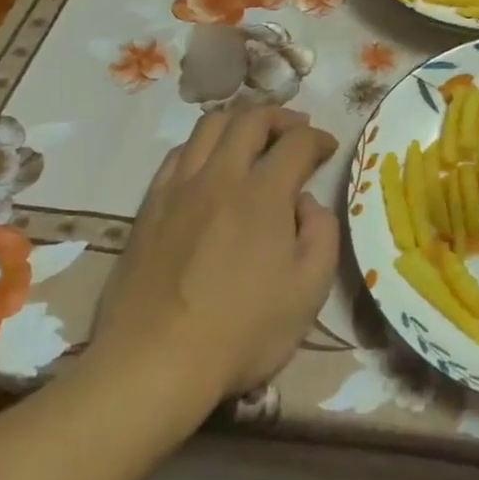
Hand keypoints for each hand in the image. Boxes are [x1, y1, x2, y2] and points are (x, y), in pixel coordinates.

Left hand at [86, 107, 338, 399]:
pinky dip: (202, 145)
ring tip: (253, 137)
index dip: (319, 139)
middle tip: (296, 130)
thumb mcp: (309, 290)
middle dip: (281, 117)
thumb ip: (321, 234)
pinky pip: (177, 154)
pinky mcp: (149, 206)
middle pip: (250, 119)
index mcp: (264, 194)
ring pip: (209, 126)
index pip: (297, 143)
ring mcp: (178, 188)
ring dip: (239, 121)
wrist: (154, 362)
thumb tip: (306, 202)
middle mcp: (220, 177)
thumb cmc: (243, 331)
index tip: (329, 148)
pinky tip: (209, 164)